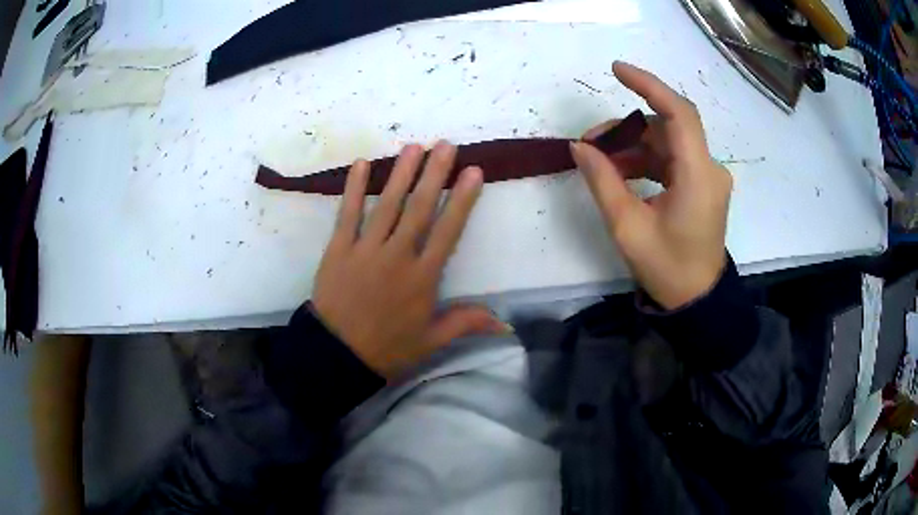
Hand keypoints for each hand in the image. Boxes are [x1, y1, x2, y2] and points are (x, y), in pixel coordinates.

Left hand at [311, 142, 506, 378]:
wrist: (338, 355)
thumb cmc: (387, 348)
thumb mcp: (431, 341)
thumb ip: (466, 324)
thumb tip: (505, 325)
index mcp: (423, 278)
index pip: (448, 231)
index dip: (463, 200)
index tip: (474, 172)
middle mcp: (397, 257)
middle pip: (420, 209)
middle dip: (435, 174)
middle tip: (446, 145)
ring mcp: (365, 250)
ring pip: (387, 205)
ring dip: (402, 174)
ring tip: (414, 146)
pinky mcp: (338, 249)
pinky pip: (347, 214)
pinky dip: (354, 188)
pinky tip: (362, 163)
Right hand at [570, 62, 732, 309]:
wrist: (697, 300)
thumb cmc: (666, 269)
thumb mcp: (628, 227)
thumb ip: (603, 181)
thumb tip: (580, 147)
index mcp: (698, 176)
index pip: (679, 113)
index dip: (649, 85)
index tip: (617, 70)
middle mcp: (709, 169)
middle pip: (668, 127)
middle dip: (628, 127)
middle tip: (591, 143)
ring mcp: (708, 177)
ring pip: (668, 143)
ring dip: (634, 146)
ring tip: (601, 162)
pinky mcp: (702, 186)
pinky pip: (672, 160)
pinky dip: (646, 160)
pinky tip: (622, 173)